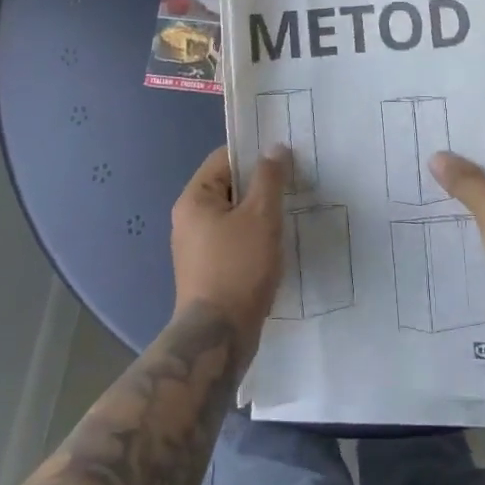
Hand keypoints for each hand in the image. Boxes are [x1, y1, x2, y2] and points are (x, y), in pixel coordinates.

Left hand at [171, 144, 288, 351]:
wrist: (219, 336)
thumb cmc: (239, 267)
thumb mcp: (261, 216)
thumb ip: (269, 178)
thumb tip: (274, 148)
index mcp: (195, 199)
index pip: (224, 158)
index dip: (255, 154)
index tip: (285, 159)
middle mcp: (189, 219)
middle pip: (230, 186)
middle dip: (261, 185)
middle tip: (294, 185)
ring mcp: (197, 247)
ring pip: (234, 215)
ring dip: (260, 213)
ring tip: (290, 213)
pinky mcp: (209, 270)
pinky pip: (234, 240)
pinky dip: (254, 237)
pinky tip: (277, 244)